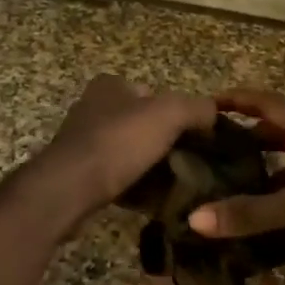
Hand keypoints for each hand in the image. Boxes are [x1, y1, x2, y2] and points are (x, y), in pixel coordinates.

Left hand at [33, 75, 215, 220]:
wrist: (69, 188)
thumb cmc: (118, 143)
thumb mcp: (169, 114)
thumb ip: (197, 108)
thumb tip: (214, 114)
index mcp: (110, 85)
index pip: (154, 93)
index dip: (178, 114)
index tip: (196, 137)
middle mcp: (93, 107)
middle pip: (143, 124)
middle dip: (165, 142)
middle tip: (190, 163)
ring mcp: (83, 142)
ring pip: (130, 151)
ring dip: (151, 166)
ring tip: (176, 184)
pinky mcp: (79, 173)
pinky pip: (117, 176)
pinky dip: (135, 185)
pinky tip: (152, 200)